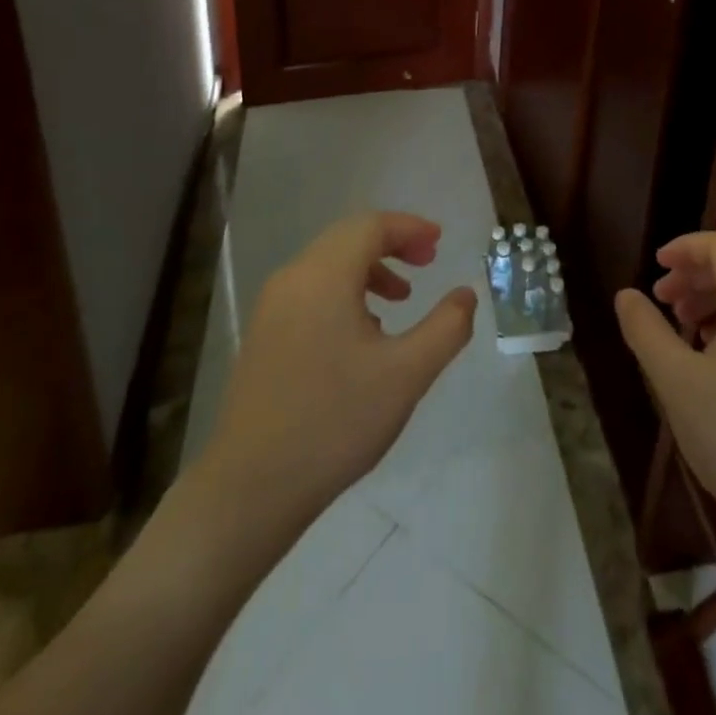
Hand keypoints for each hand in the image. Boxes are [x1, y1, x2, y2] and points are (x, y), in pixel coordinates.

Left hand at [205, 211, 477, 528]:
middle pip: (347, 238)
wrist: (250, 488)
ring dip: (369, 268)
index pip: (370, 226)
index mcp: (323, 276)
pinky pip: (311, 289)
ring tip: (400, 299)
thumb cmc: (334, 422)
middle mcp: (293, 278)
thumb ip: (446, 328)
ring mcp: (272, 306)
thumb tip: (465, 294)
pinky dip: (344, 290)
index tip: (440, 242)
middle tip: (427, 264)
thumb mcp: (406, 375)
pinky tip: (363, 332)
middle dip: (392, 243)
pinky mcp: (263, 334)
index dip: (409, 227)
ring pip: (328, 264)